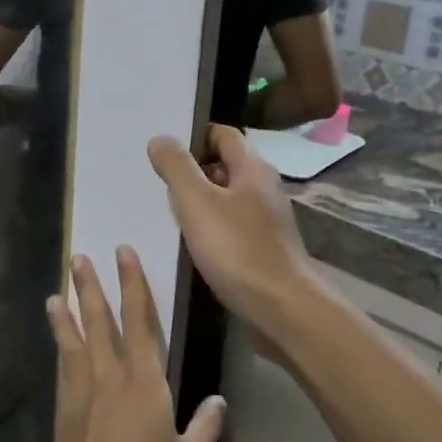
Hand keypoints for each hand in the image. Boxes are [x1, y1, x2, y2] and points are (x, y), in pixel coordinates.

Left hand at [42, 249, 225, 441]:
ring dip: (68, 312)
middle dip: (92, 286)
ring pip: (75, 339)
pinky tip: (59, 339)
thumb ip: (205, 428)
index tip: (124, 254)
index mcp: (145, 382)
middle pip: (100, 320)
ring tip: (58, 291)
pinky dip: (60, 345)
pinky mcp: (65, 408)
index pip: (141, 320)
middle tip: (79, 257)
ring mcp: (83, 390)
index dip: (133, 284)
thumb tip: (219, 401)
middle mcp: (110, 375)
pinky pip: (64, 365)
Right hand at [146, 125, 321, 337]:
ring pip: (227, 198)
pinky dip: (211, 227)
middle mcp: (264, 188)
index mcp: (253, 168)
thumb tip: (160, 139)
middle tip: (160, 184)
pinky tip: (192, 243)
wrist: (280, 307)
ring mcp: (266, 220)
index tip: (165, 152)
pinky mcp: (264, 247)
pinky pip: (232, 225)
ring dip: (200, 202)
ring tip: (169, 213)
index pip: (223, 134)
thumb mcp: (196, 202)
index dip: (194, 137)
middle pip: (225, 165)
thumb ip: (176, 167)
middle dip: (193, 171)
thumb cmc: (237, 249)